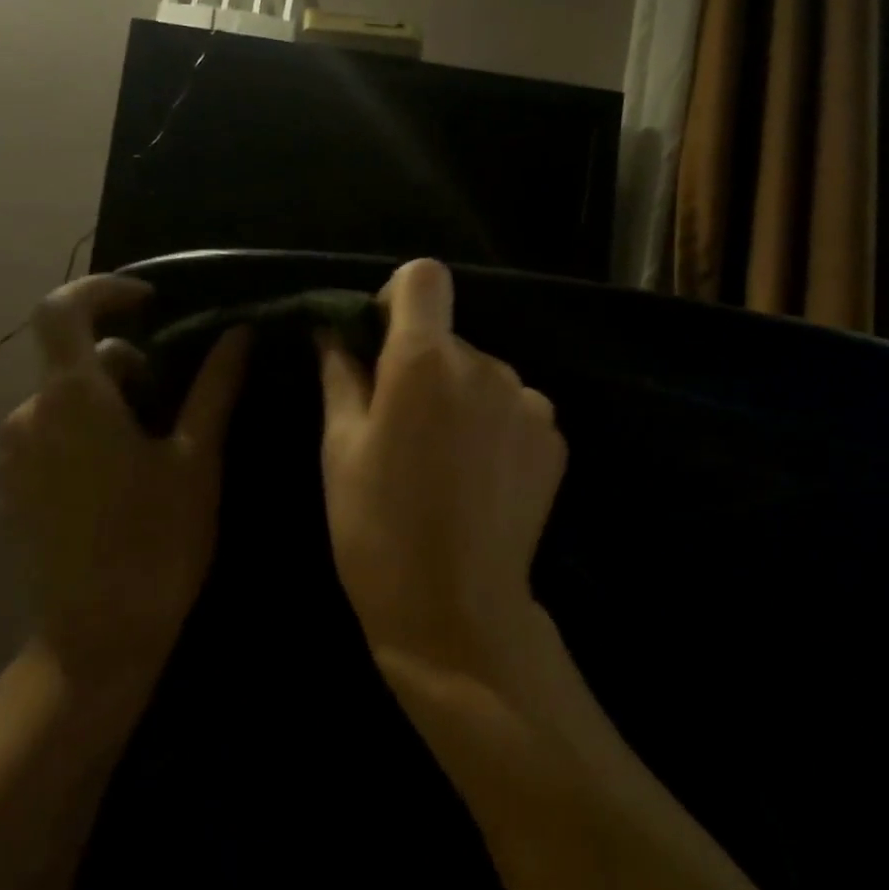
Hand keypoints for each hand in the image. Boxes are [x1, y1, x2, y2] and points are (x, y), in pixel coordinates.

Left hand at [1, 274, 249, 691]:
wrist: (95, 637)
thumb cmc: (157, 541)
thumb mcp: (197, 459)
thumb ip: (214, 387)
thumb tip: (238, 333)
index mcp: (74, 400)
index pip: (64, 309)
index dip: (105, 291)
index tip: (152, 301)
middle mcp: (30, 416)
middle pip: (75, 358)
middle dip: (129, 360)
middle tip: (181, 394)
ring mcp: (16, 454)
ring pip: (67, 397)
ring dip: (113, 397)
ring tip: (162, 439)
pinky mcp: (15, 487)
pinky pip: (53, 431)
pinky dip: (90, 426)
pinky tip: (128, 471)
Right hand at [317, 259, 566, 678]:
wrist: (457, 612)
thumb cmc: (377, 530)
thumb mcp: (340, 448)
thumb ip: (340, 373)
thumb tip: (334, 328)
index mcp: (425, 361)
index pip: (424, 277)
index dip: (399, 298)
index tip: (382, 342)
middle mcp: (485, 365)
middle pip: (450, 336)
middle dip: (423, 364)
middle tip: (402, 428)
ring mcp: (528, 400)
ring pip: (482, 374)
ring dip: (461, 398)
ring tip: (443, 462)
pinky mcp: (554, 436)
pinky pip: (514, 407)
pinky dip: (494, 425)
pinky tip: (479, 478)